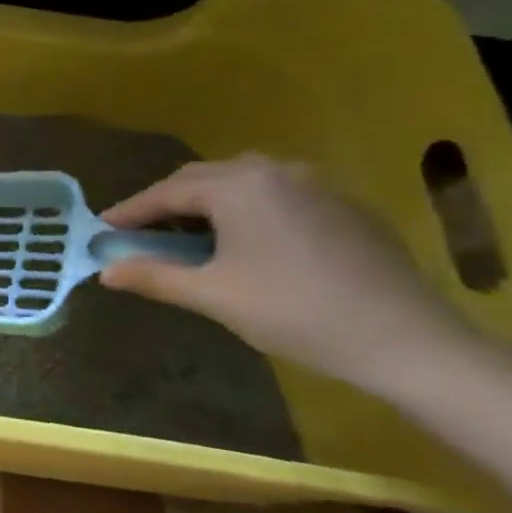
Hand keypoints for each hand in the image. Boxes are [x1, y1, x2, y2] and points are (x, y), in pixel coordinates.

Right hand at [98, 155, 477, 395]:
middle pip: (203, 178)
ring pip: (243, 181)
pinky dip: (248, 208)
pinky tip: (247, 240)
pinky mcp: (346, 206)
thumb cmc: (295, 312)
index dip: (130, 211)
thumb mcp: (213, 296)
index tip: (102, 228)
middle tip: (141, 230)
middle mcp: (276, 171)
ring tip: (190, 231)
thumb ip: (154, 277)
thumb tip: (105, 271)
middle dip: (167, 201)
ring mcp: (317, 184)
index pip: (167, 192)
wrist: (409, 340)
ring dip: (208, 201)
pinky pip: (278, 194)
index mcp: (239, 186)